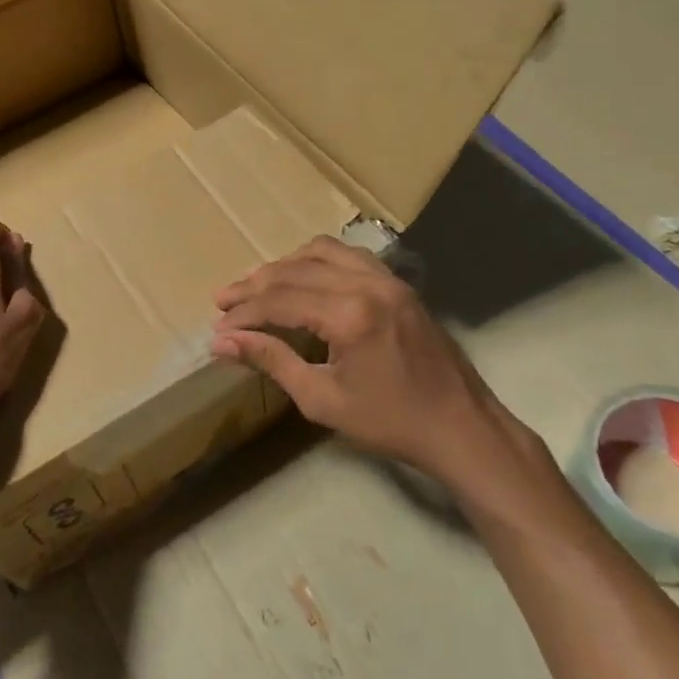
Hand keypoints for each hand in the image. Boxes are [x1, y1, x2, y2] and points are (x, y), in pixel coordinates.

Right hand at [211, 236, 547, 502]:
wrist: (461, 427)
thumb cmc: (390, 422)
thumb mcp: (322, 399)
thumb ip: (272, 361)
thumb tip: (223, 341)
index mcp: (349, 315)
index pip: (279, 301)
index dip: (244, 313)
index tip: (217, 326)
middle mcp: (367, 284)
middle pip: (294, 271)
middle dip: (254, 286)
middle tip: (223, 301)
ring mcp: (387, 278)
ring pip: (321, 252)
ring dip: (284, 265)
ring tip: (255, 284)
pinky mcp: (398, 283)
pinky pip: (349, 254)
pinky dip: (316, 259)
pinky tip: (301, 275)